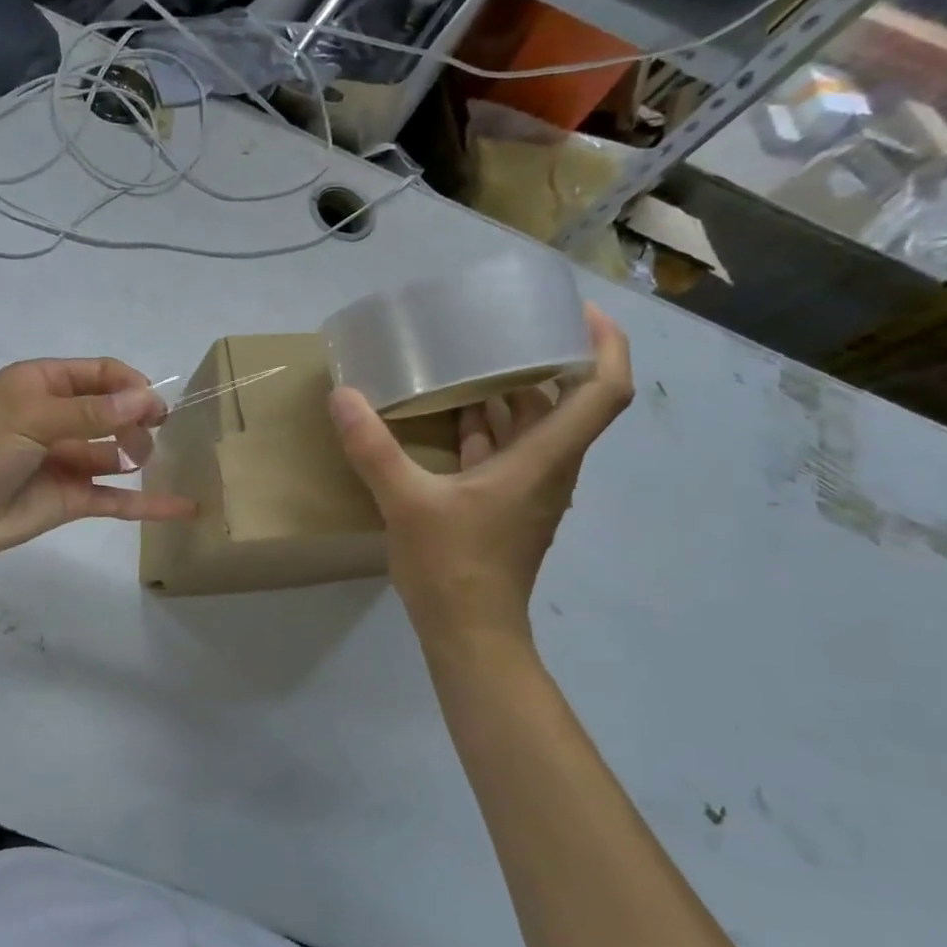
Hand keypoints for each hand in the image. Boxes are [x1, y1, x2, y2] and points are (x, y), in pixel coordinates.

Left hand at [0, 357, 196, 571]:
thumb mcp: (30, 419)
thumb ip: (90, 413)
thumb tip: (146, 400)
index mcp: (43, 385)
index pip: (100, 374)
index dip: (130, 385)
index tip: (155, 405)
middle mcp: (59, 418)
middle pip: (114, 411)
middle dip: (138, 418)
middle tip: (153, 434)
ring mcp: (67, 460)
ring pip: (118, 452)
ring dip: (140, 453)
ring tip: (148, 460)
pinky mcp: (73, 499)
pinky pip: (117, 498)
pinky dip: (148, 503)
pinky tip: (183, 505)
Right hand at [329, 304, 633, 644]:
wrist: (470, 634)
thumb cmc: (454, 566)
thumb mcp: (406, 502)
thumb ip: (373, 448)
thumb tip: (343, 397)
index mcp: (544, 459)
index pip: (603, 392)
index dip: (604, 345)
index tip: (577, 312)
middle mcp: (548, 468)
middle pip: (566, 402)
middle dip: (544, 359)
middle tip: (505, 326)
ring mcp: (529, 489)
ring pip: (533, 428)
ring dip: (511, 393)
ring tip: (473, 359)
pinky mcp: (507, 506)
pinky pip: (507, 451)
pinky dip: (487, 428)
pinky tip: (449, 415)